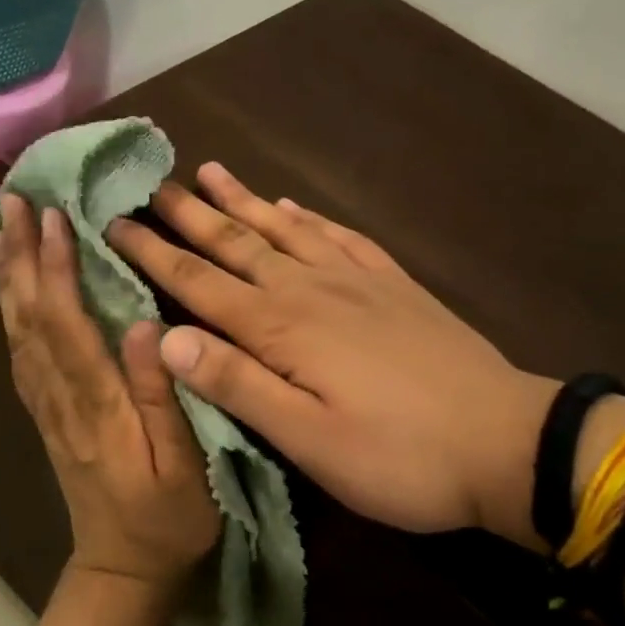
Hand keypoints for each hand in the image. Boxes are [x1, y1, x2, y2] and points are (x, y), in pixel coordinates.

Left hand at [0, 194, 220, 589]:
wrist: (121, 567)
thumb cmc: (166, 519)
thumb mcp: (185, 465)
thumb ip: (162, 396)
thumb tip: (143, 326)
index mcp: (96, 403)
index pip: (67, 323)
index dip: (56, 267)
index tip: (52, 216)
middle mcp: (59, 396)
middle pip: (31, 317)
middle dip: (20, 255)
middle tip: (10, 200)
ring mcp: (45, 405)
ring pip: (17, 331)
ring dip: (8, 276)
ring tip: (1, 229)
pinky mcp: (44, 413)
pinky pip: (19, 352)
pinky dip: (10, 311)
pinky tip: (10, 289)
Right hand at [108, 164, 558, 549]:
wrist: (511, 444)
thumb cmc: (398, 455)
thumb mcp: (306, 438)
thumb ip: (234, 384)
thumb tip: (165, 337)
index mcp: (280, 327)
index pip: (198, 281)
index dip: (152, 252)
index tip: (113, 222)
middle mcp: (309, 289)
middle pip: (236, 243)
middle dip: (188, 213)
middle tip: (151, 183)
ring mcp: (355, 282)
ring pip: (284, 229)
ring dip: (243, 201)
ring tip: (210, 170)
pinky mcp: (393, 286)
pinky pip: (340, 236)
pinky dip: (309, 216)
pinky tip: (293, 204)